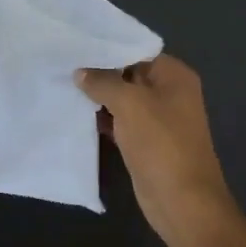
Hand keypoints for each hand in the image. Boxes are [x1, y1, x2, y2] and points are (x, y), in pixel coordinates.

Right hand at [76, 55, 242, 246]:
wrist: (183, 203)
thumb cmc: (161, 144)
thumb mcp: (130, 104)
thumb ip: (103, 82)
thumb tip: (80, 72)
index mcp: (174, 76)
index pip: (136, 50)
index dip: (107, 47)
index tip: (76, 43)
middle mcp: (169, 93)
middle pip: (129, 73)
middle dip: (99, 71)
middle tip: (62, 63)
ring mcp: (157, 119)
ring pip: (122, 99)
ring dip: (97, 97)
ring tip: (62, 85)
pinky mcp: (145, 143)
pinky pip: (120, 122)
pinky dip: (101, 119)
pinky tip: (75, 114)